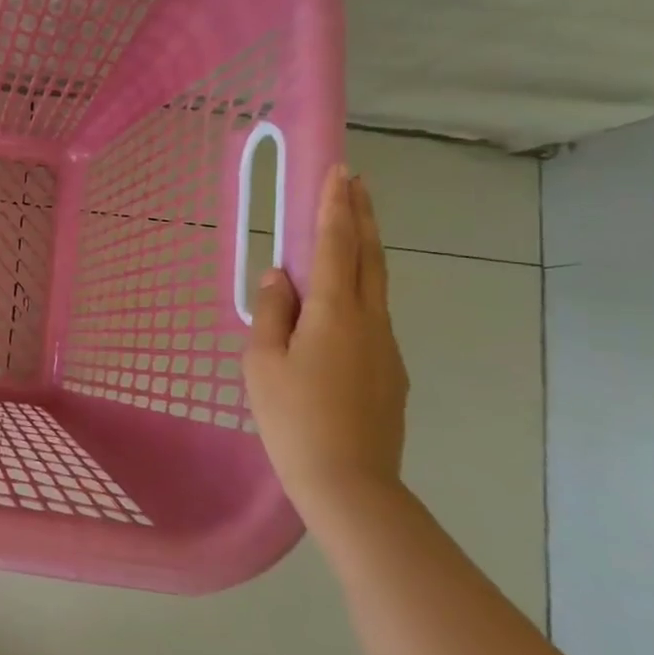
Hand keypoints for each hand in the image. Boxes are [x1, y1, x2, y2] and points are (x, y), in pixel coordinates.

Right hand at [245, 165, 408, 526]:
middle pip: (370, 257)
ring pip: (377, 286)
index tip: (340, 171)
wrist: (350, 484)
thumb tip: (279, 277)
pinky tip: (341, 306)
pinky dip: (361, 291)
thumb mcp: (262, 363)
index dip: (336, 206)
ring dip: (365, 250)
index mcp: (335, 313)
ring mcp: (387, 347)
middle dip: (362, 216)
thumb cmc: (293, 419)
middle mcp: (370, 321)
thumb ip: (271, 313)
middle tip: (357, 182)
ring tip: (350, 230)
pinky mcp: (391, 373)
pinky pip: (373, 318)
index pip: (337, 246)